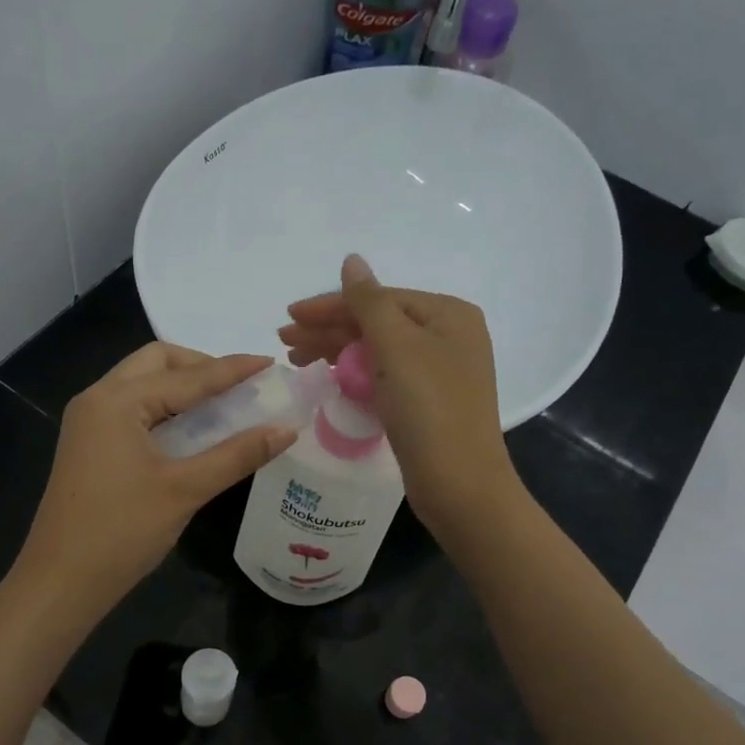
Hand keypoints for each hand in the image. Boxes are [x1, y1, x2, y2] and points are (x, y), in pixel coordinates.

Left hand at [14, 342, 297, 616]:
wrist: (59, 582)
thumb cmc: (122, 532)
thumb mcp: (185, 490)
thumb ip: (237, 455)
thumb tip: (287, 430)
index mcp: (117, 401)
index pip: (187, 375)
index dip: (232, 369)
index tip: (270, 362)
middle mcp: (97, 399)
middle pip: (156, 362)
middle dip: (200, 366)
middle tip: (240, 386)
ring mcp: (88, 422)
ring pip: (141, 383)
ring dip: (181, 385)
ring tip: (223, 403)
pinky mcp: (88, 444)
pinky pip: (132, 408)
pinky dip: (164, 408)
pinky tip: (191, 428)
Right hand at [280, 254, 517, 534]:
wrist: (460, 484)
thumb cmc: (429, 409)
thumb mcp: (396, 347)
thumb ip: (368, 302)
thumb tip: (352, 260)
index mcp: (447, 314)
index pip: (378, 298)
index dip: (330, 306)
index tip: (288, 317)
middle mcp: (448, 336)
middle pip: (377, 323)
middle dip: (329, 330)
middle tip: (285, 342)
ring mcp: (440, 370)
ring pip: (378, 350)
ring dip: (337, 351)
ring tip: (296, 360)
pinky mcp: (428, 401)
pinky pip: (385, 376)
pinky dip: (356, 374)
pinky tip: (329, 377)